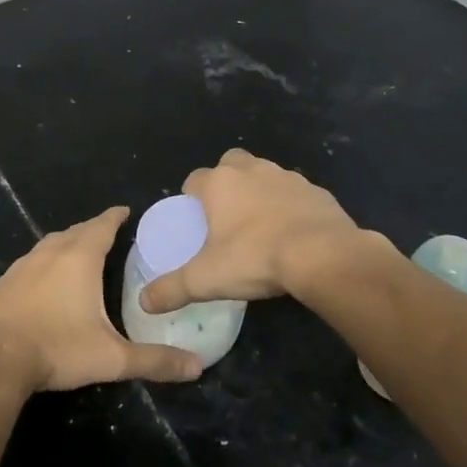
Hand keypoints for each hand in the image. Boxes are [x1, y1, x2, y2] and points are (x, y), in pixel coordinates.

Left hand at [0, 207, 203, 389]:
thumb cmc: (58, 348)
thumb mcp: (112, 358)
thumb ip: (154, 361)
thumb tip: (197, 367)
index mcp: (79, 258)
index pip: (102, 226)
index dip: (115, 217)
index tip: (126, 212)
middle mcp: (50, 253)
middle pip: (75, 231)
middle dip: (93, 230)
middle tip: (108, 234)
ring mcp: (22, 266)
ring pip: (49, 244)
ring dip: (66, 244)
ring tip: (78, 253)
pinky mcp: (3, 283)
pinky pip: (30, 263)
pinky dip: (43, 263)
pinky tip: (44, 280)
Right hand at [138, 149, 361, 312]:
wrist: (323, 255)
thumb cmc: (255, 258)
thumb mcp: (206, 280)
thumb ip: (171, 289)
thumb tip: (144, 302)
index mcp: (220, 183)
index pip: (194, 179)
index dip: (191, 197)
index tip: (194, 220)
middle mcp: (251, 171)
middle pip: (230, 164)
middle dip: (226, 182)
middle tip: (227, 215)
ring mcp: (287, 177)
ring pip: (265, 175)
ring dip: (259, 192)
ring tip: (261, 226)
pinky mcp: (316, 191)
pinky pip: (296, 194)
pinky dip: (291, 206)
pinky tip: (293, 233)